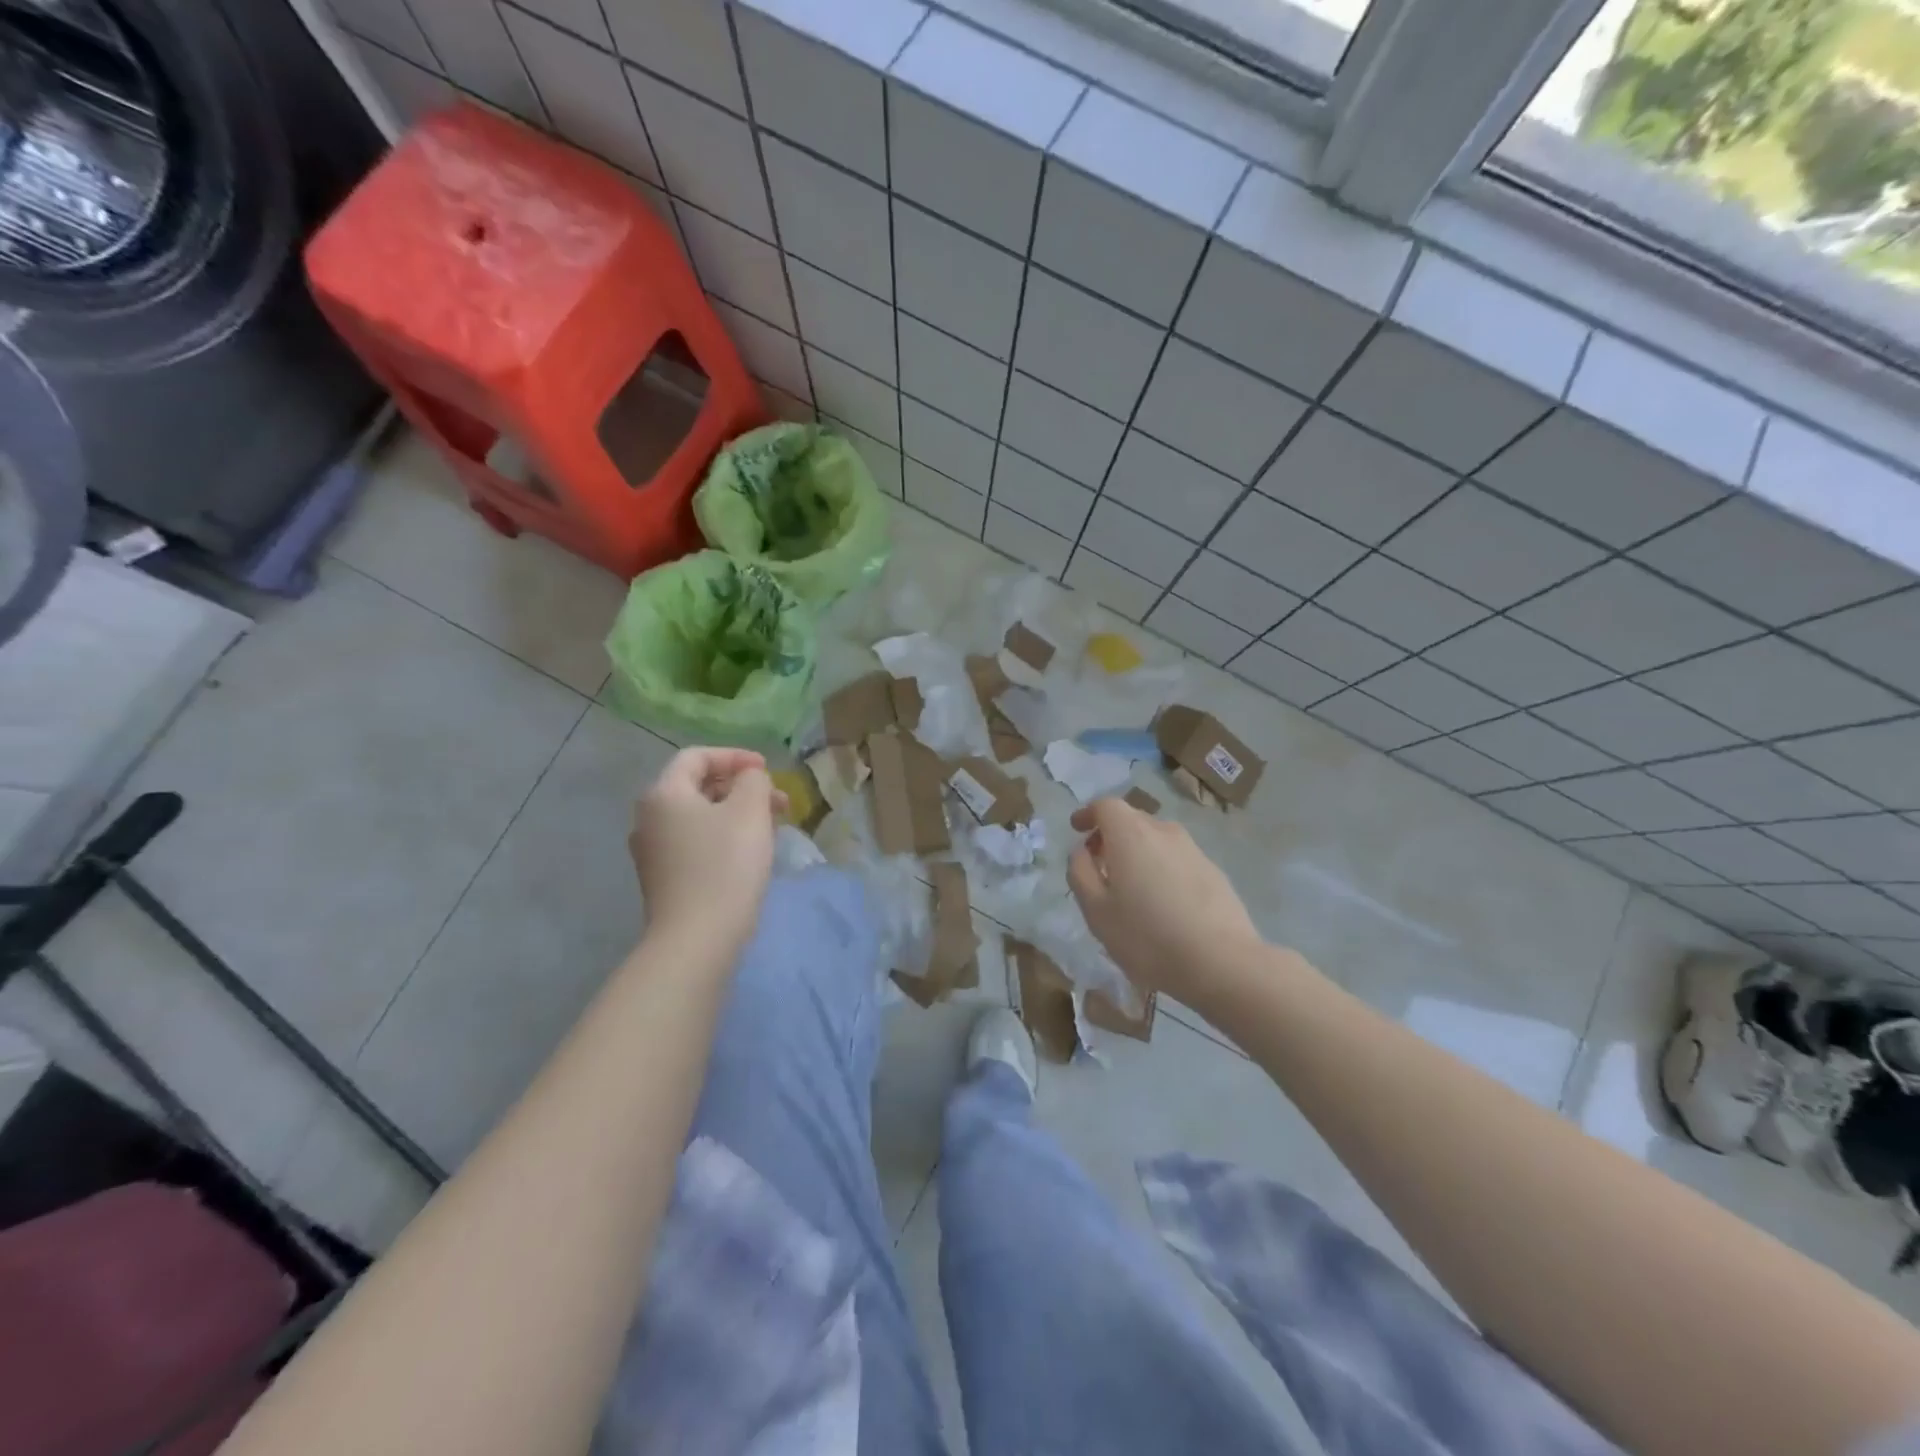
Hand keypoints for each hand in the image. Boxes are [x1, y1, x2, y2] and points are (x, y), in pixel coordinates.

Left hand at [630, 748, 786, 956]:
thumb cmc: (725, 866)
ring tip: (770, 827)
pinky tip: (747, 853)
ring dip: (735, 813)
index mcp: (664, 793)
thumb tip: (748, 778)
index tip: (767, 770)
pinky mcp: (662, 879)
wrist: (696, 939)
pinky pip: (694, 842)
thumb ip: (752, 780)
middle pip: (697, 786)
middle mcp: (648, 818)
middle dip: (740, 788)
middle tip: (778, 802)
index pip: (697, 757)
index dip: (735, 756)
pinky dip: (722, 836)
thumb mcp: (749, 811)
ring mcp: (652, 851)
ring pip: (698, 817)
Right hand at [1068, 798, 1261, 1001]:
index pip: (1106, 806)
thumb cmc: (1147, 937)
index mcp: (1131, 834)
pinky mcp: (1214, 872)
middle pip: (1132, 820)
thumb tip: (1082, 851)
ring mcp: (1193, 850)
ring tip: (1129, 887)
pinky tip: (1161, 903)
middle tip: (1098, 863)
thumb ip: (1081, 873)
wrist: (1222, 963)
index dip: (1088, 814)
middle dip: (1110, 834)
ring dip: (1137, 853)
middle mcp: (1163, 832)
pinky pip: (1176, 859)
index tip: (1077, 830)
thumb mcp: (1096, 910)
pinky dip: (1160, 868)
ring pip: (1156, 840)